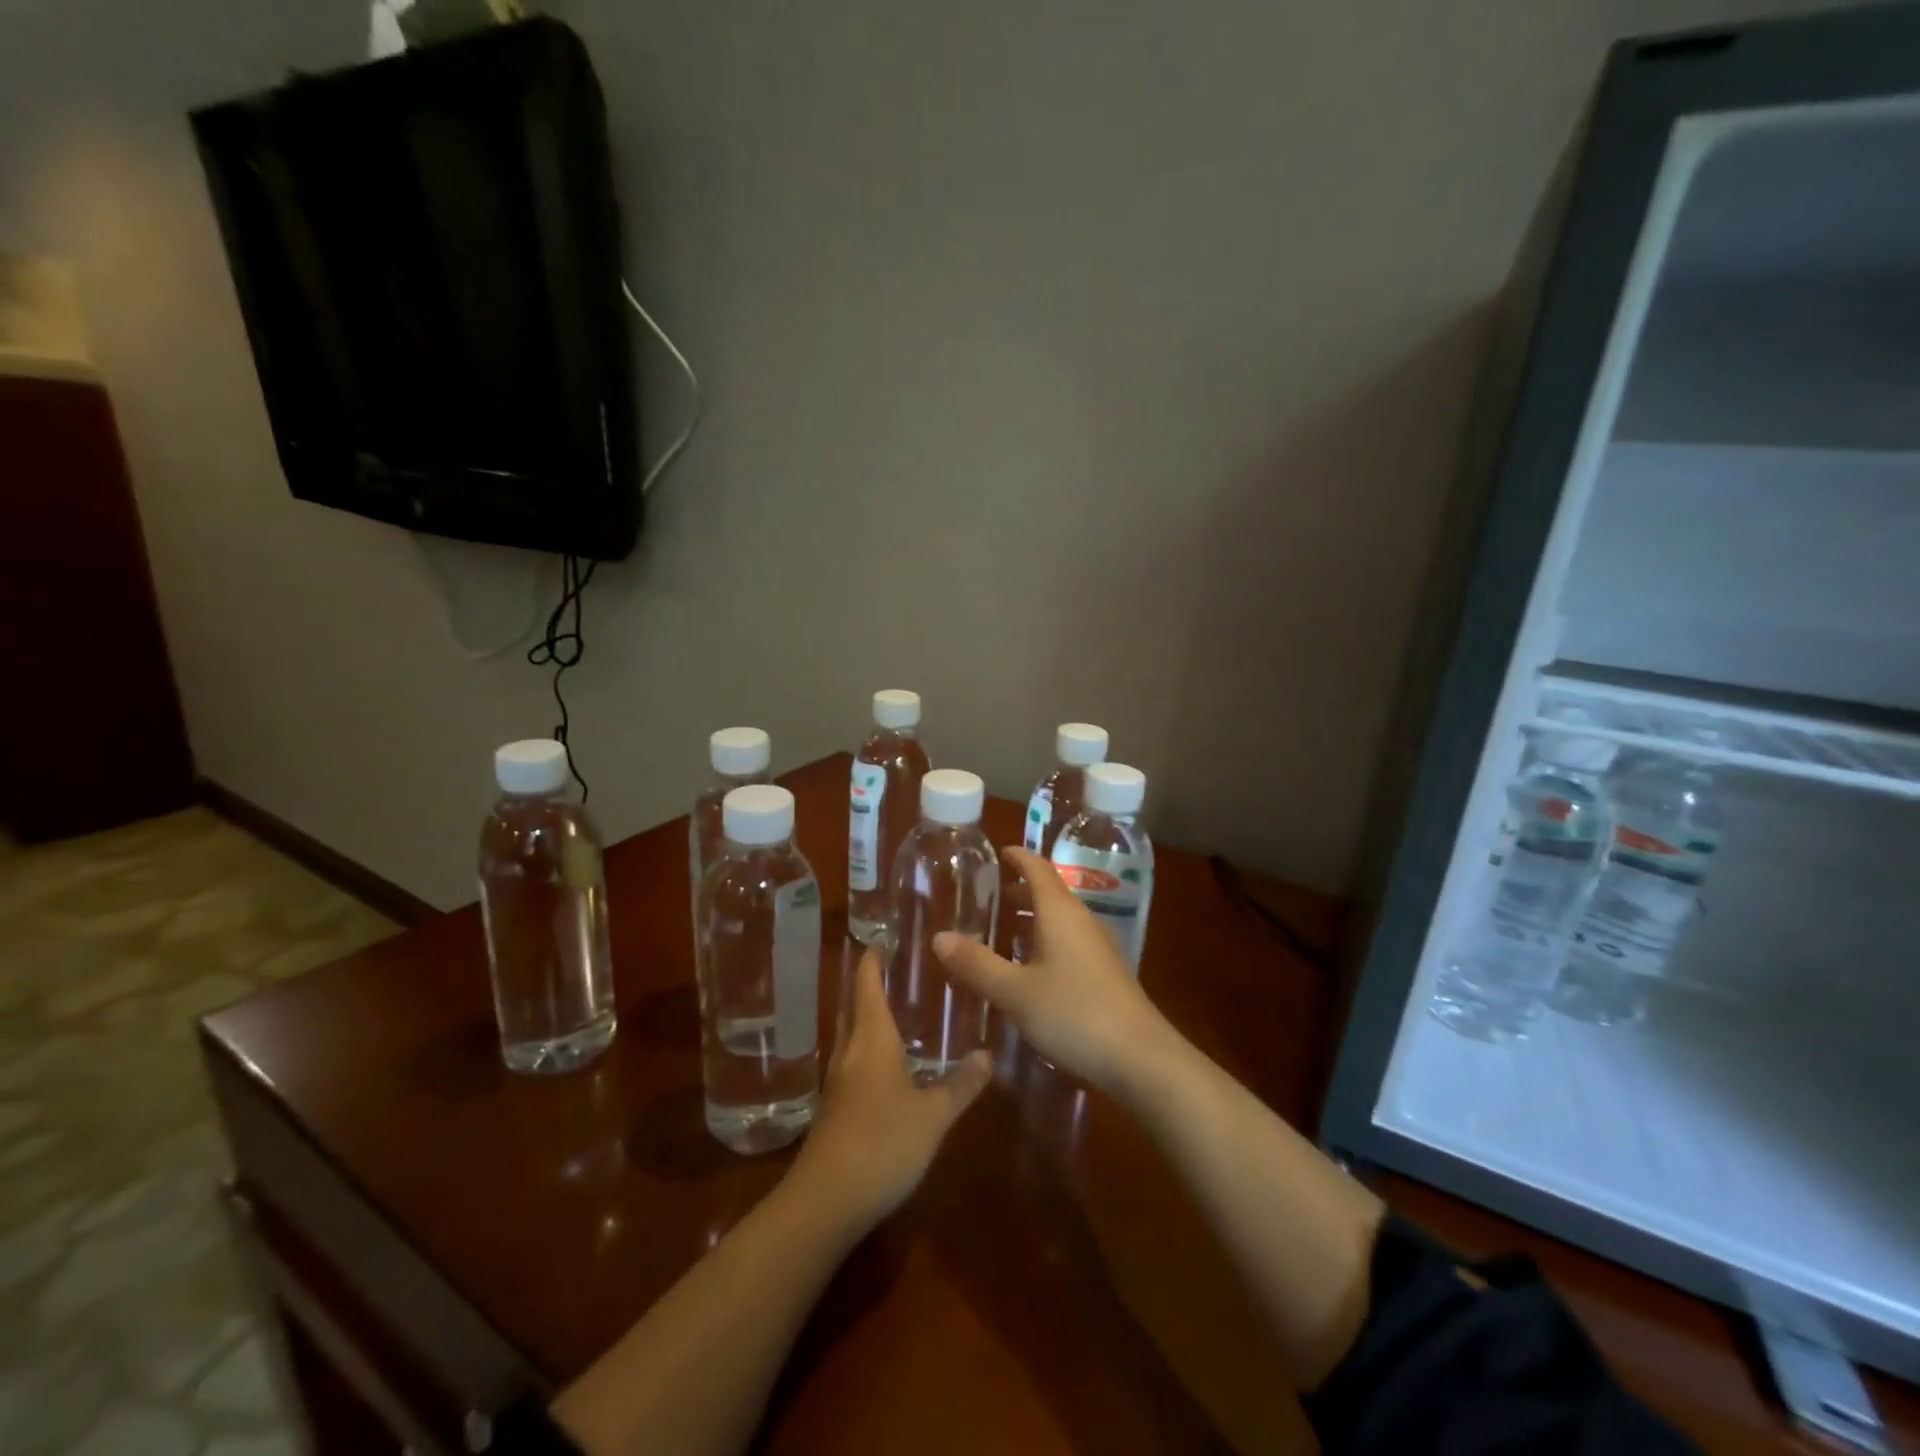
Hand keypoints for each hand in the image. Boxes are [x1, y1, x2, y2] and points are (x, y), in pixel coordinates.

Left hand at [791, 949, 990, 1228]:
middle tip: (892, 974)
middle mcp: (850, 1053)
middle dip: (868, 988)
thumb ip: (961, 1084)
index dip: (872, 962)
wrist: (825, 1201)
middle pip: (854, 1009)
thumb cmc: (883, 1143)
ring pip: (850, 1038)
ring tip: (893, 1015)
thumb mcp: (934, 1115)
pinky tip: (885, 1070)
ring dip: (866, 1021)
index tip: (880, 942)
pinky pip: (851, 1066)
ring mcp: (837, 1084)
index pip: (867, 986)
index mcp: (872, 1040)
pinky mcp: (833, 1111)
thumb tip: (988, 1053)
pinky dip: (866, 1053)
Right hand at [935, 848, 1171, 1097]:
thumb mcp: (1015, 992)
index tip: (999, 853)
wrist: (1140, 1058)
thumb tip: (939, 937)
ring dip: (1034, 918)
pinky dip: (1047, 940)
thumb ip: (976, 964)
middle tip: (991, 896)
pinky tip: (1032, 968)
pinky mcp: (1106, 972)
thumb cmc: (1073, 1014)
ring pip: (1061, 919)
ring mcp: (1098, 946)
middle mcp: (1082, 920)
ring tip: (1005, 930)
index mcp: (1060, 912)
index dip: (1018, 857)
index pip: (1038, 868)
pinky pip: (1070, 941)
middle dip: (1021, 890)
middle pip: (1050, 892)